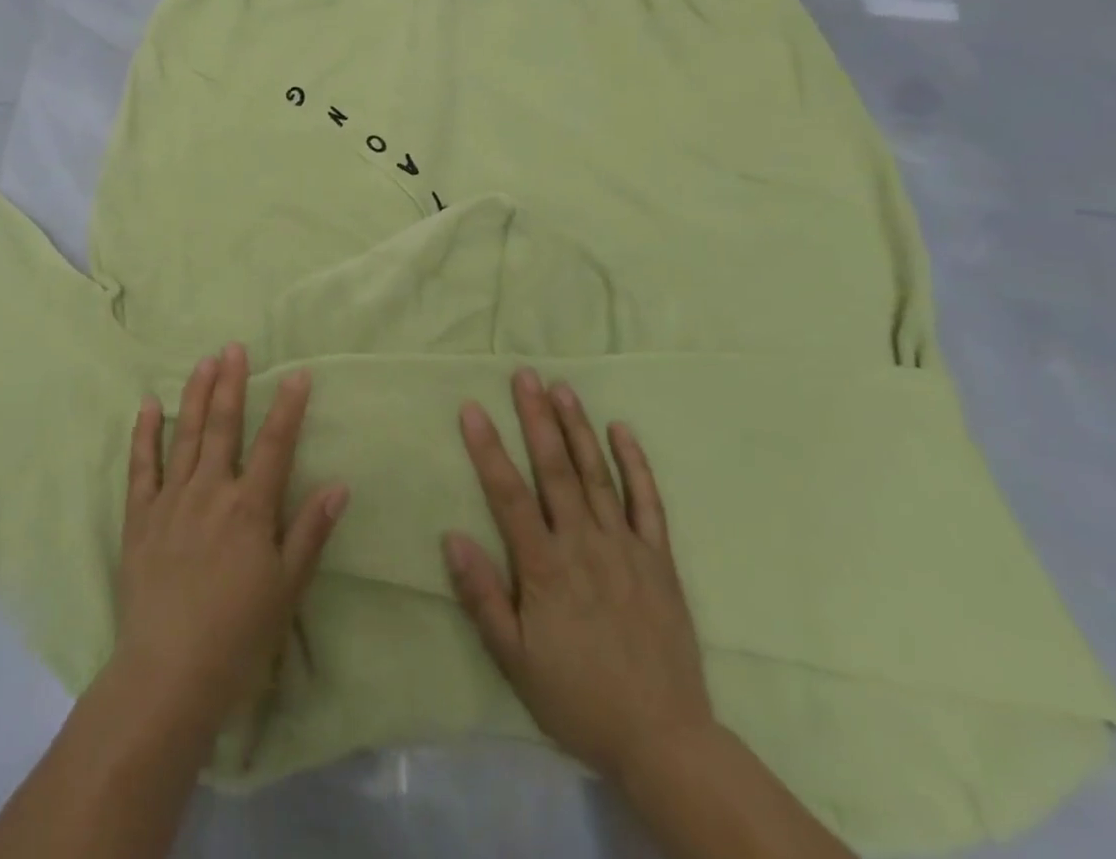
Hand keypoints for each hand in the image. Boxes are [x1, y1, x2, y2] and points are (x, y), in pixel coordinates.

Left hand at [114, 344, 348, 738]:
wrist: (168, 674)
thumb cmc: (238, 636)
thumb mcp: (287, 589)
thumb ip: (310, 532)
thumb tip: (339, 484)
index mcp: (250, 508)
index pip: (275, 444)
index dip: (288, 407)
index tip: (297, 373)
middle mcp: (211, 491)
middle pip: (224, 427)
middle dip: (231, 384)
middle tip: (234, 347)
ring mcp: (171, 500)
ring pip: (185, 435)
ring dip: (195, 396)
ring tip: (203, 362)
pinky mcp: (140, 517)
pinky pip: (141, 466)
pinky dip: (144, 433)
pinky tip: (147, 405)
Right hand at [444, 368, 715, 785]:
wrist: (664, 740)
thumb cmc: (578, 697)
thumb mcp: (515, 660)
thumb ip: (482, 597)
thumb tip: (451, 536)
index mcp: (545, 567)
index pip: (509, 494)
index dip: (488, 449)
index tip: (472, 407)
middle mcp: (584, 544)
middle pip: (555, 470)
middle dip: (536, 418)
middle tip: (524, 375)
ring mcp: (625, 547)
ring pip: (597, 475)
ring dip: (577, 428)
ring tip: (561, 387)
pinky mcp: (658, 560)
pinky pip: (647, 503)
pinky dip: (636, 464)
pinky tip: (622, 430)